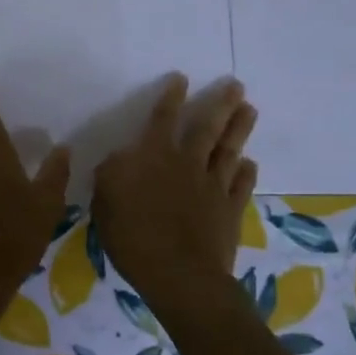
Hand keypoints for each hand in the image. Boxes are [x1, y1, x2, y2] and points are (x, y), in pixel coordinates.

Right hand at [92, 74, 256, 318]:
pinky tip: (250, 163)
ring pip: (229, 150)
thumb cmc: (134, 236)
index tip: (182, 78)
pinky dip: (247, 173)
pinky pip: (241, 186)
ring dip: (239, 129)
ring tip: (250, 110)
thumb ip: (111, 173)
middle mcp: (187, 164)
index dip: (171, 97)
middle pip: (207, 128)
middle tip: (237, 85)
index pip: (163, 118)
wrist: (180, 275)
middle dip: (221, 104)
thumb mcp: (105, 200)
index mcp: (154, 157)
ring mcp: (213, 187)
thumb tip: (122, 157)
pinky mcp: (229, 211)